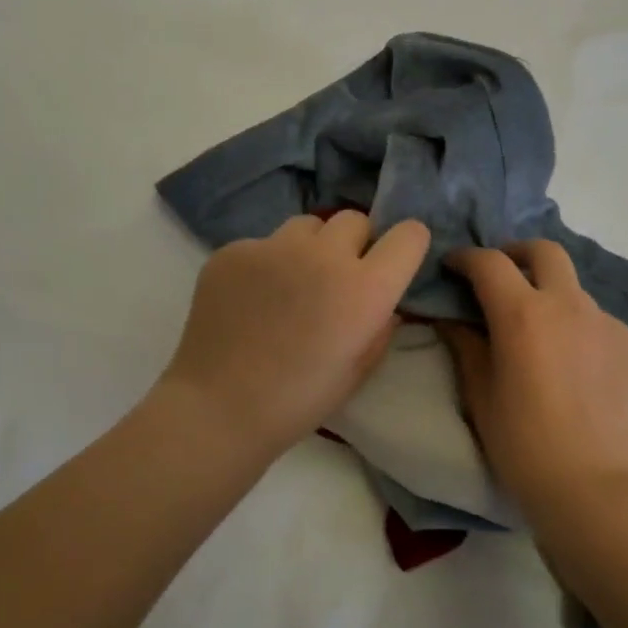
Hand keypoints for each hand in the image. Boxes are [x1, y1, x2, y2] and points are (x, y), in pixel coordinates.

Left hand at [160, 212, 431, 458]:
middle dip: (354, 244)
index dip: (405, 247)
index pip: (409, 235)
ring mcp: (273, 247)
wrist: (218, 408)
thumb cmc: (298, 401)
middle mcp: (324, 255)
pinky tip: (251, 299)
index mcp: (365, 289)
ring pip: (307, 226)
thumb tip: (384, 304)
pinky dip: (266, 264)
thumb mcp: (357, 371)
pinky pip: (263, 244)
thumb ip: (380, 328)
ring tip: (291, 285)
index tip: (393, 263)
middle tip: (337, 279)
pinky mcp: (233, 250)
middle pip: (354, 220)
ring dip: (310, 248)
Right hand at [439, 241, 627, 515]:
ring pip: (575, 291)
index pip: (489, 264)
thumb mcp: (480, 395)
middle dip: (517, 254)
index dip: (465, 258)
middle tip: (501, 276)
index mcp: (523, 314)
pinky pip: (600, 325)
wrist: (595, 490)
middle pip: (545, 252)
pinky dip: (579, 331)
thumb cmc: (523, 445)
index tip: (453, 266)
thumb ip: (464, 345)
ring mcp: (609, 325)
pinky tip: (575, 369)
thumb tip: (450, 318)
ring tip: (541, 336)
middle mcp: (570, 306)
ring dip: (551, 297)